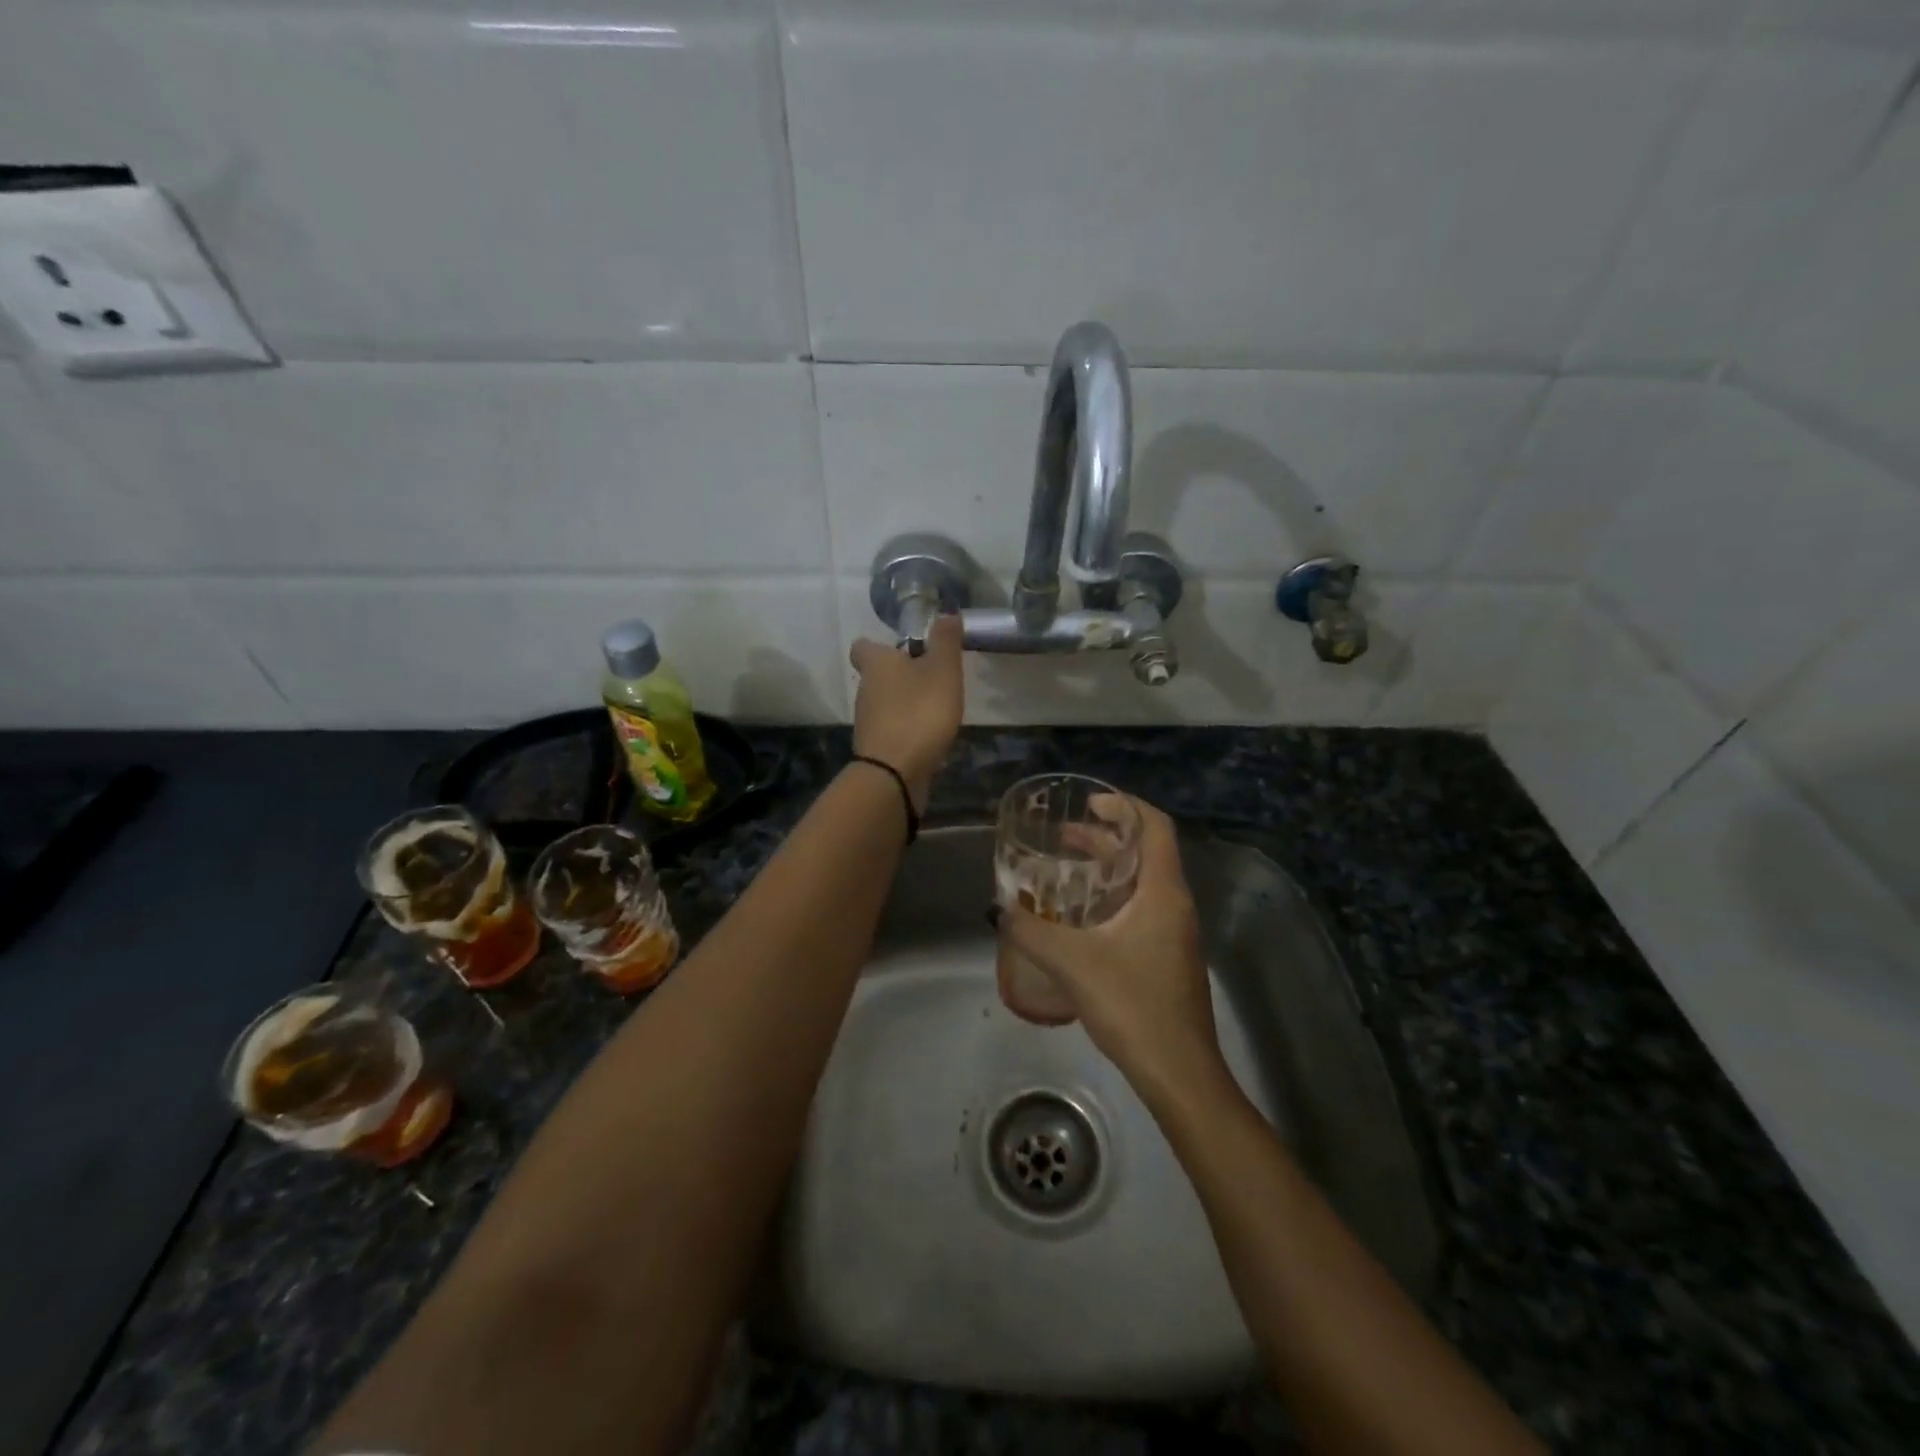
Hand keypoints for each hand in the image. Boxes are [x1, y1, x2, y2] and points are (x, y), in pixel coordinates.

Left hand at [848, 614, 963, 808]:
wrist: (895, 772)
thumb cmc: (919, 712)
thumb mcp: (943, 670)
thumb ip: (945, 641)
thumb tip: (944, 611)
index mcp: (877, 664)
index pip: (863, 646)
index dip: (880, 645)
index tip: (904, 649)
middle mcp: (865, 689)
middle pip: (877, 675)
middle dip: (900, 676)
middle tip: (931, 678)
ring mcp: (868, 721)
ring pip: (884, 703)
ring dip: (905, 703)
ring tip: (935, 709)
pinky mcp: (876, 747)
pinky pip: (891, 730)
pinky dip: (906, 729)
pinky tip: (929, 737)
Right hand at [1001, 796, 1222, 1099]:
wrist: (1180, 1073)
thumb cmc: (1133, 1006)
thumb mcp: (1072, 963)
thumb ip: (1031, 932)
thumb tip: (999, 910)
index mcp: (1163, 892)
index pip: (1155, 826)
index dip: (1125, 805)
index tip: (1088, 804)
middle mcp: (1175, 904)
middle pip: (1146, 852)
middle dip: (1106, 837)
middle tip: (1064, 836)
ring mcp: (1175, 933)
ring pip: (1143, 883)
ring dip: (1108, 869)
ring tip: (1067, 870)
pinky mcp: (1168, 957)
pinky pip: (1142, 908)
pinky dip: (1113, 898)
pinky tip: (1081, 919)